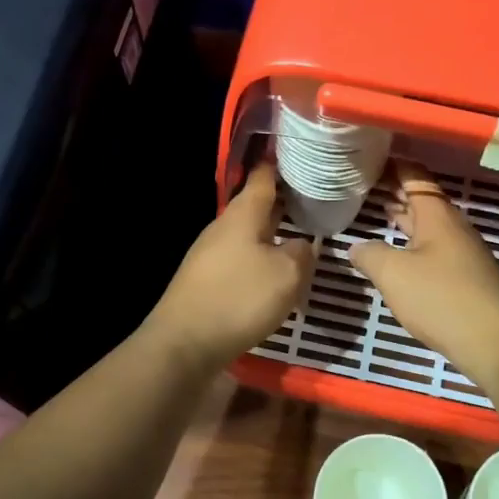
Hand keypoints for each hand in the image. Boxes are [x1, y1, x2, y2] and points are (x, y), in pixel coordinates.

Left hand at [142, 164, 313, 373]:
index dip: (281, 164)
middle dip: (282, 204)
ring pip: (248, 236)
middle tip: (314, 201)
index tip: (300, 154)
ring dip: (272, 235)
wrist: (184, 344)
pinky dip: (259, 261)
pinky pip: (239, 262)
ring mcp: (209, 256)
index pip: (263, 178)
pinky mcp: (205, 282)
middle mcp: (222, 229)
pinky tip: (274, 276)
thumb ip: (303, 253)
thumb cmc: (238, 299)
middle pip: (255, 208)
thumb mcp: (286, 275)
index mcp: (242, 215)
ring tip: (300, 239)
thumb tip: (305, 244)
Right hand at [350, 161, 498, 385]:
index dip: (394, 165)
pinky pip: (433, 250)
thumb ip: (369, 255)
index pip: (415, 176)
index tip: (370, 156)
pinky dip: (413, 244)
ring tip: (378, 213)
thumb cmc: (440, 297)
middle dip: (396, 191)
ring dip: (405, 219)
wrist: (495, 341)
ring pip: (428, 227)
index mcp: (437, 215)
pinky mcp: (465, 278)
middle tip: (365, 184)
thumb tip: (355, 247)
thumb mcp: (393, 274)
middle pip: (422, 201)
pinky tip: (398, 257)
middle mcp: (452, 228)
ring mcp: (462, 253)